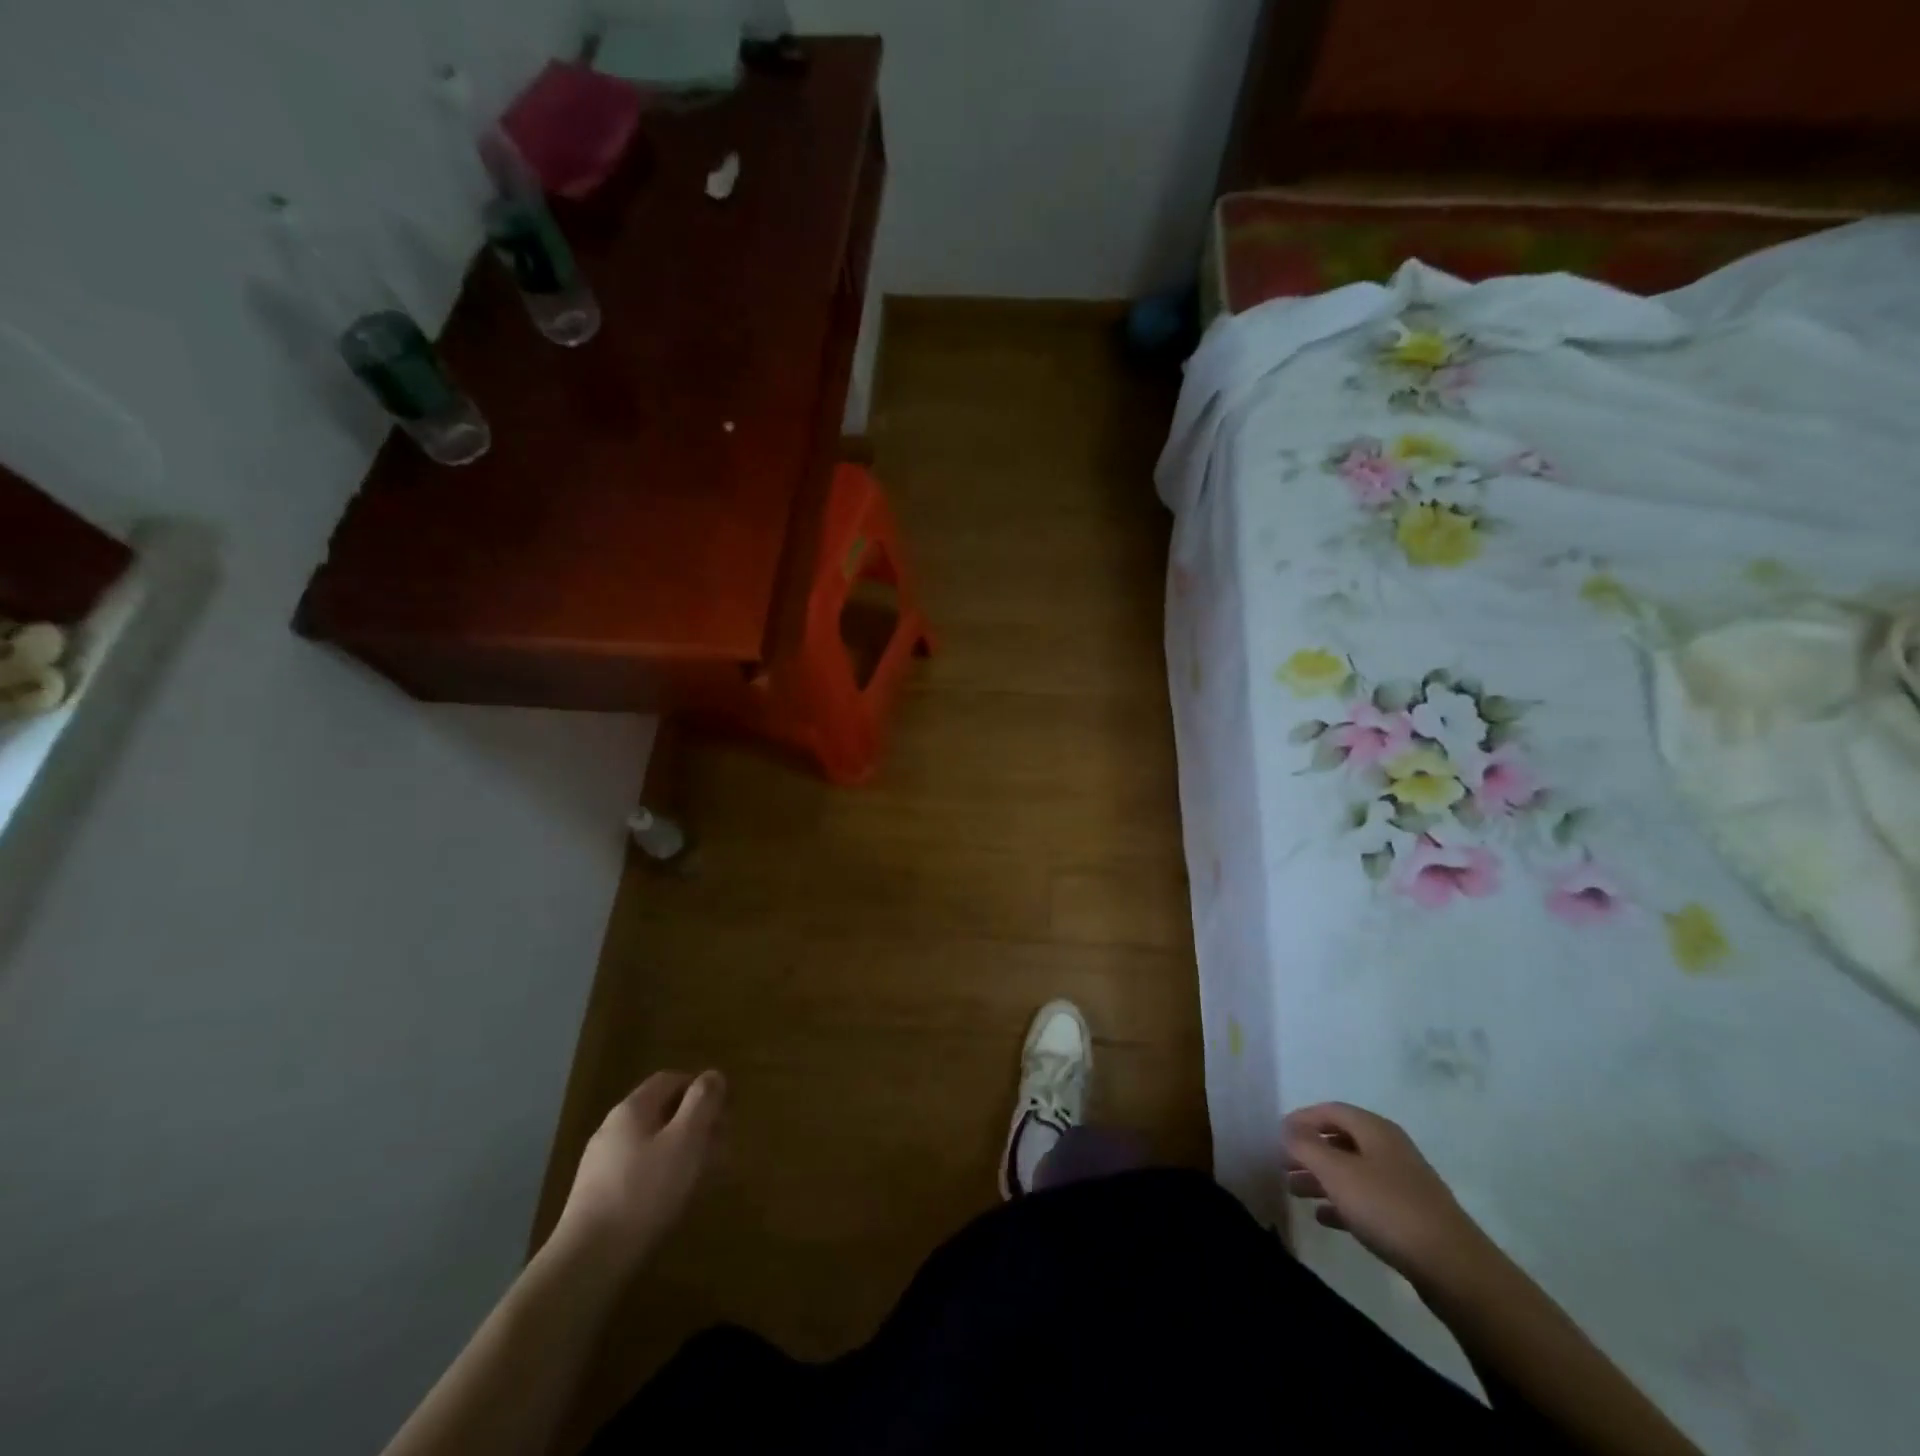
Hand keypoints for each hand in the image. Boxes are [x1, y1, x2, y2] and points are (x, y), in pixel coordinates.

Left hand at [554, 1070, 725, 1271]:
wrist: (588, 1262)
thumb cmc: (645, 1192)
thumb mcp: (686, 1140)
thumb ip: (702, 1102)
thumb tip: (713, 1075)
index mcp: (632, 1109)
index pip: (670, 1080)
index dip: (700, 1088)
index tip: (725, 1109)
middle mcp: (613, 1129)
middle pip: (660, 1111)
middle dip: (694, 1121)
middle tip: (722, 1142)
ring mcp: (601, 1164)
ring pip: (651, 1143)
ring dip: (682, 1149)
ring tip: (706, 1173)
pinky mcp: (597, 1197)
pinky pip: (639, 1171)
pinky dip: (663, 1173)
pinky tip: (675, 1197)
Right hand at [1281, 1102, 1490, 1290]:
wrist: (1454, 1268)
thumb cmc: (1388, 1208)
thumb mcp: (1337, 1172)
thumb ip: (1306, 1146)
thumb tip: (1286, 1127)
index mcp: (1375, 1129)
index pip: (1330, 1110)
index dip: (1301, 1118)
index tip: (1276, 1135)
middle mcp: (1390, 1149)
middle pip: (1340, 1140)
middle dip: (1309, 1151)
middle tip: (1281, 1165)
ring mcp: (1402, 1183)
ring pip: (1352, 1171)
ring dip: (1321, 1178)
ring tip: (1294, 1191)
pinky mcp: (1410, 1216)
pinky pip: (1367, 1199)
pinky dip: (1342, 1202)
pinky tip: (1324, 1218)